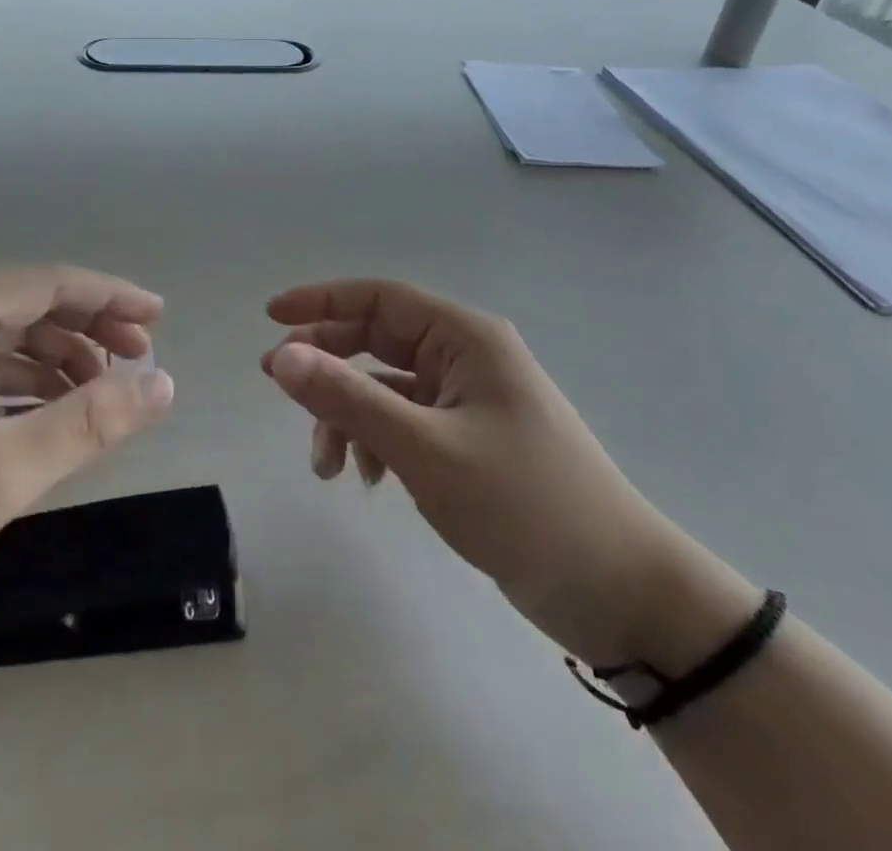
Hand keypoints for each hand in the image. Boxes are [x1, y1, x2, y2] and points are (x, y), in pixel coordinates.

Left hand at [0, 265, 175, 615]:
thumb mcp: (1, 472)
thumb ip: (89, 423)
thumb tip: (162, 384)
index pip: (49, 284)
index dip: (111, 297)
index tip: (159, 318)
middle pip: (30, 304)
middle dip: (89, 329)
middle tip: (141, 360)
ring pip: (7, 335)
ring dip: (58, 359)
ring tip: (104, 393)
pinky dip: (22, 382)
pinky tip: (52, 412)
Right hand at [262, 279, 753, 668]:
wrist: (622, 593)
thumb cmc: (525, 505)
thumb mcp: (425, 450)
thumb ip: (348, 398)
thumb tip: (280, 355)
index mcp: (465, 338)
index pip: (379, 298)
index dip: (321, 301)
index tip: (270, 317)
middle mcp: (465, 357)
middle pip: (377, 339)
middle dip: (327, 364)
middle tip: (278, 386)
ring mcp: (469, 400)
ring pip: (385, 387)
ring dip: (349, 416)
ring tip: (326, 466)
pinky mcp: (470, 440)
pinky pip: (405, 422)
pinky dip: (376, 442)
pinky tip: (369, 480)